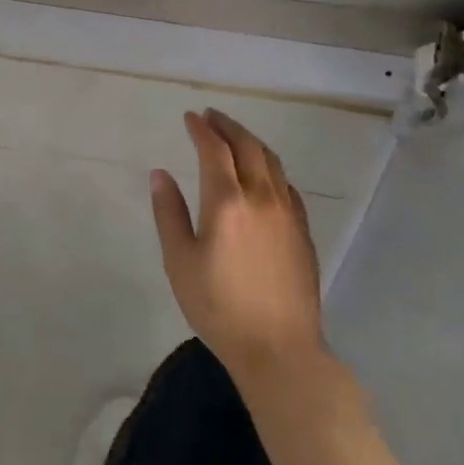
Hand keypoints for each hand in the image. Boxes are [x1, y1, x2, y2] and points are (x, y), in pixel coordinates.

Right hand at [150, 109, 328, 382]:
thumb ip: (169, 212)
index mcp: (227, 202)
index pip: (214, 150)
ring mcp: (288, 213)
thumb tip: (160, 174)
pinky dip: (271, 168)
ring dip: (251, 142)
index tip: (190, 117)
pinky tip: (264, 175)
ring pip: (272, 162)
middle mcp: (262, 198)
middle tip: (211, 116)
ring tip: (235, 136)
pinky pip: (287, 185)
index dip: (201, 129)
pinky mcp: (303, 231)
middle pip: (248, 147)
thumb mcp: (179, 261)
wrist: (279, 348)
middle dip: (228, 126)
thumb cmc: (218, 306)